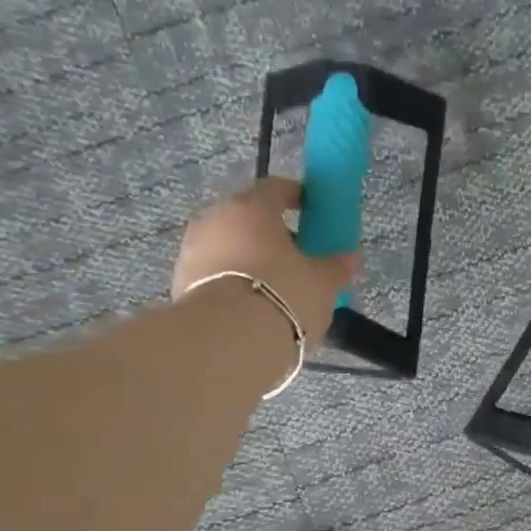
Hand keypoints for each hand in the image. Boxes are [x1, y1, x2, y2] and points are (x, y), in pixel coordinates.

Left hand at [171, 178, 359, 348]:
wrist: (227, 342)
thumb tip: (351, 256)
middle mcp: (216, 219)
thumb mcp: (322, 284)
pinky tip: (250, 306)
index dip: (297, 196)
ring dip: (248, 259)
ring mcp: (192, 250)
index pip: (276, 188)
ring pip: (228, 246)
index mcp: (252, 208)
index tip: (312, 210)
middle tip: (295, 257)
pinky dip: (231, 282)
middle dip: (270, 233)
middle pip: (247, 218)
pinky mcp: (179, 283)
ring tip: (273, 288)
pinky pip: (214, 274)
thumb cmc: (283, 297)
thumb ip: (336, 266)